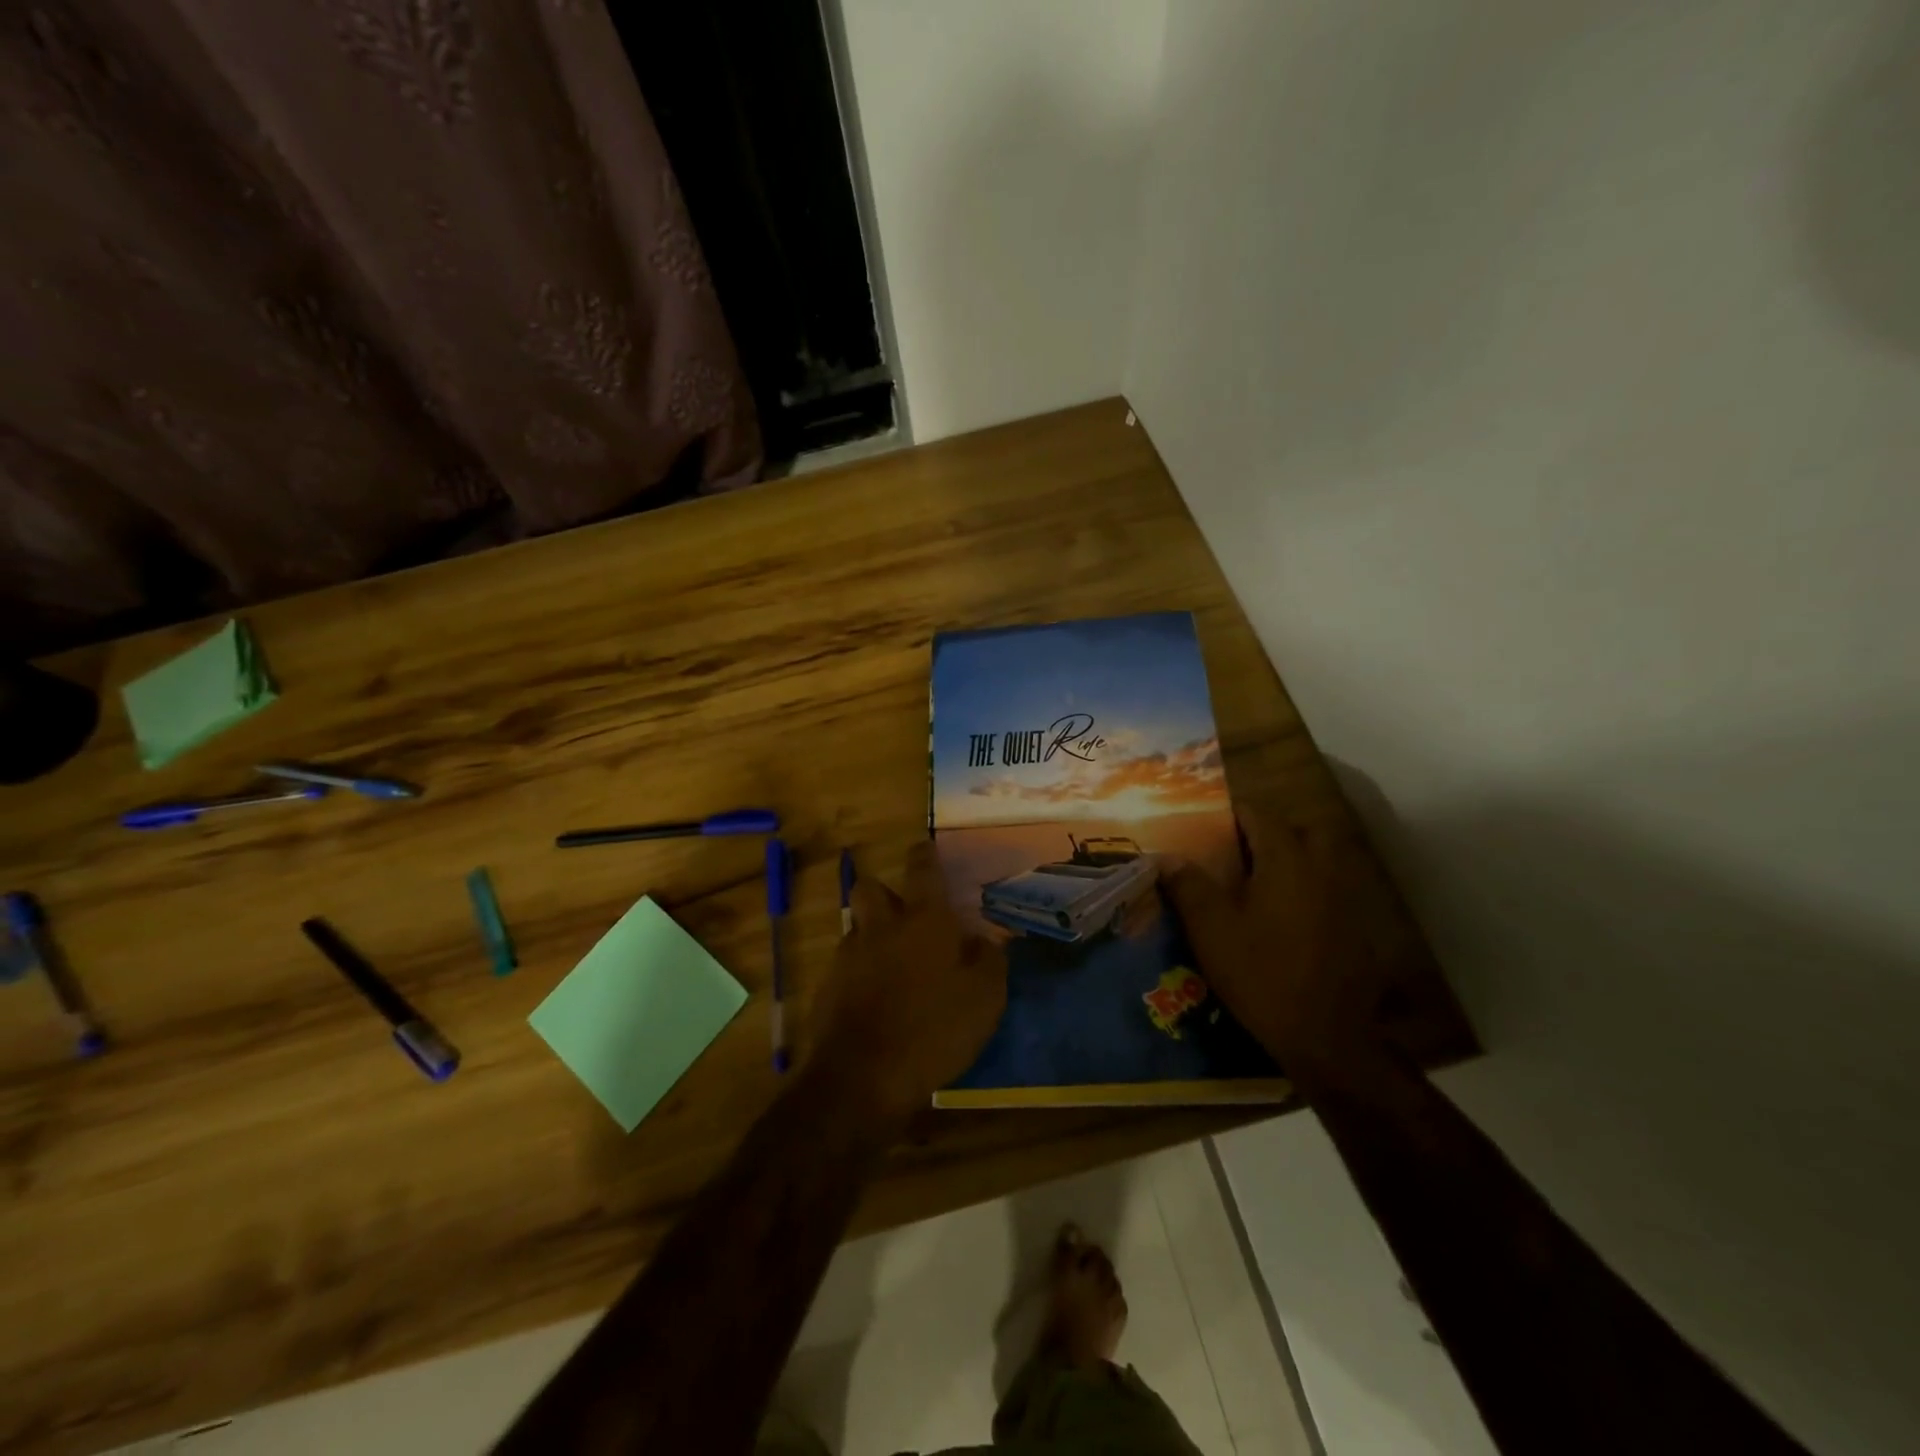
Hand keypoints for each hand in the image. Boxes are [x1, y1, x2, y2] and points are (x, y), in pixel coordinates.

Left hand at [811, 841, 1007, 1125]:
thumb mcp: (985, 999)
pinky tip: (876, 998)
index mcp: (923, 920)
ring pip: (858, 926)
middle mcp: (881, 926)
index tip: (927, 848)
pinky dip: (860, 971)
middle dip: (885, 892)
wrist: (863, 1076)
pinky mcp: (828, 986)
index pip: (922, 869)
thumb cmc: (934, 1030)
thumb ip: (990, 961)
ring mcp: (849, 955)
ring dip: (873, 934)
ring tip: (894, 963)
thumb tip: (985, 940)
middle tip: (905, 914)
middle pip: (871, 887)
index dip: (925, 855)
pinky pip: (846, 964)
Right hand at [1164, 805, 1381, 1070]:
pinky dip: (1307, 890)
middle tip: (1239, 851)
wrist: (1327, 1037)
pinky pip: (1329, 890)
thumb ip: (1188, 886)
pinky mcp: (1356, 928)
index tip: (1207, 822)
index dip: (1232, 813)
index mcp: (1286, 860)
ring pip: (1320, 860)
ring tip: (1258, 882)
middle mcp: (1322, 869)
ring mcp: (1345, 898)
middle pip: (1300, 830)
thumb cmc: (1262, 975)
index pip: (1259, 815)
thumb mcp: (1212, 930)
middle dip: (1271, 832)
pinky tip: (1283, 918)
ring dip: (1292, 860)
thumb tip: (1166, 856)